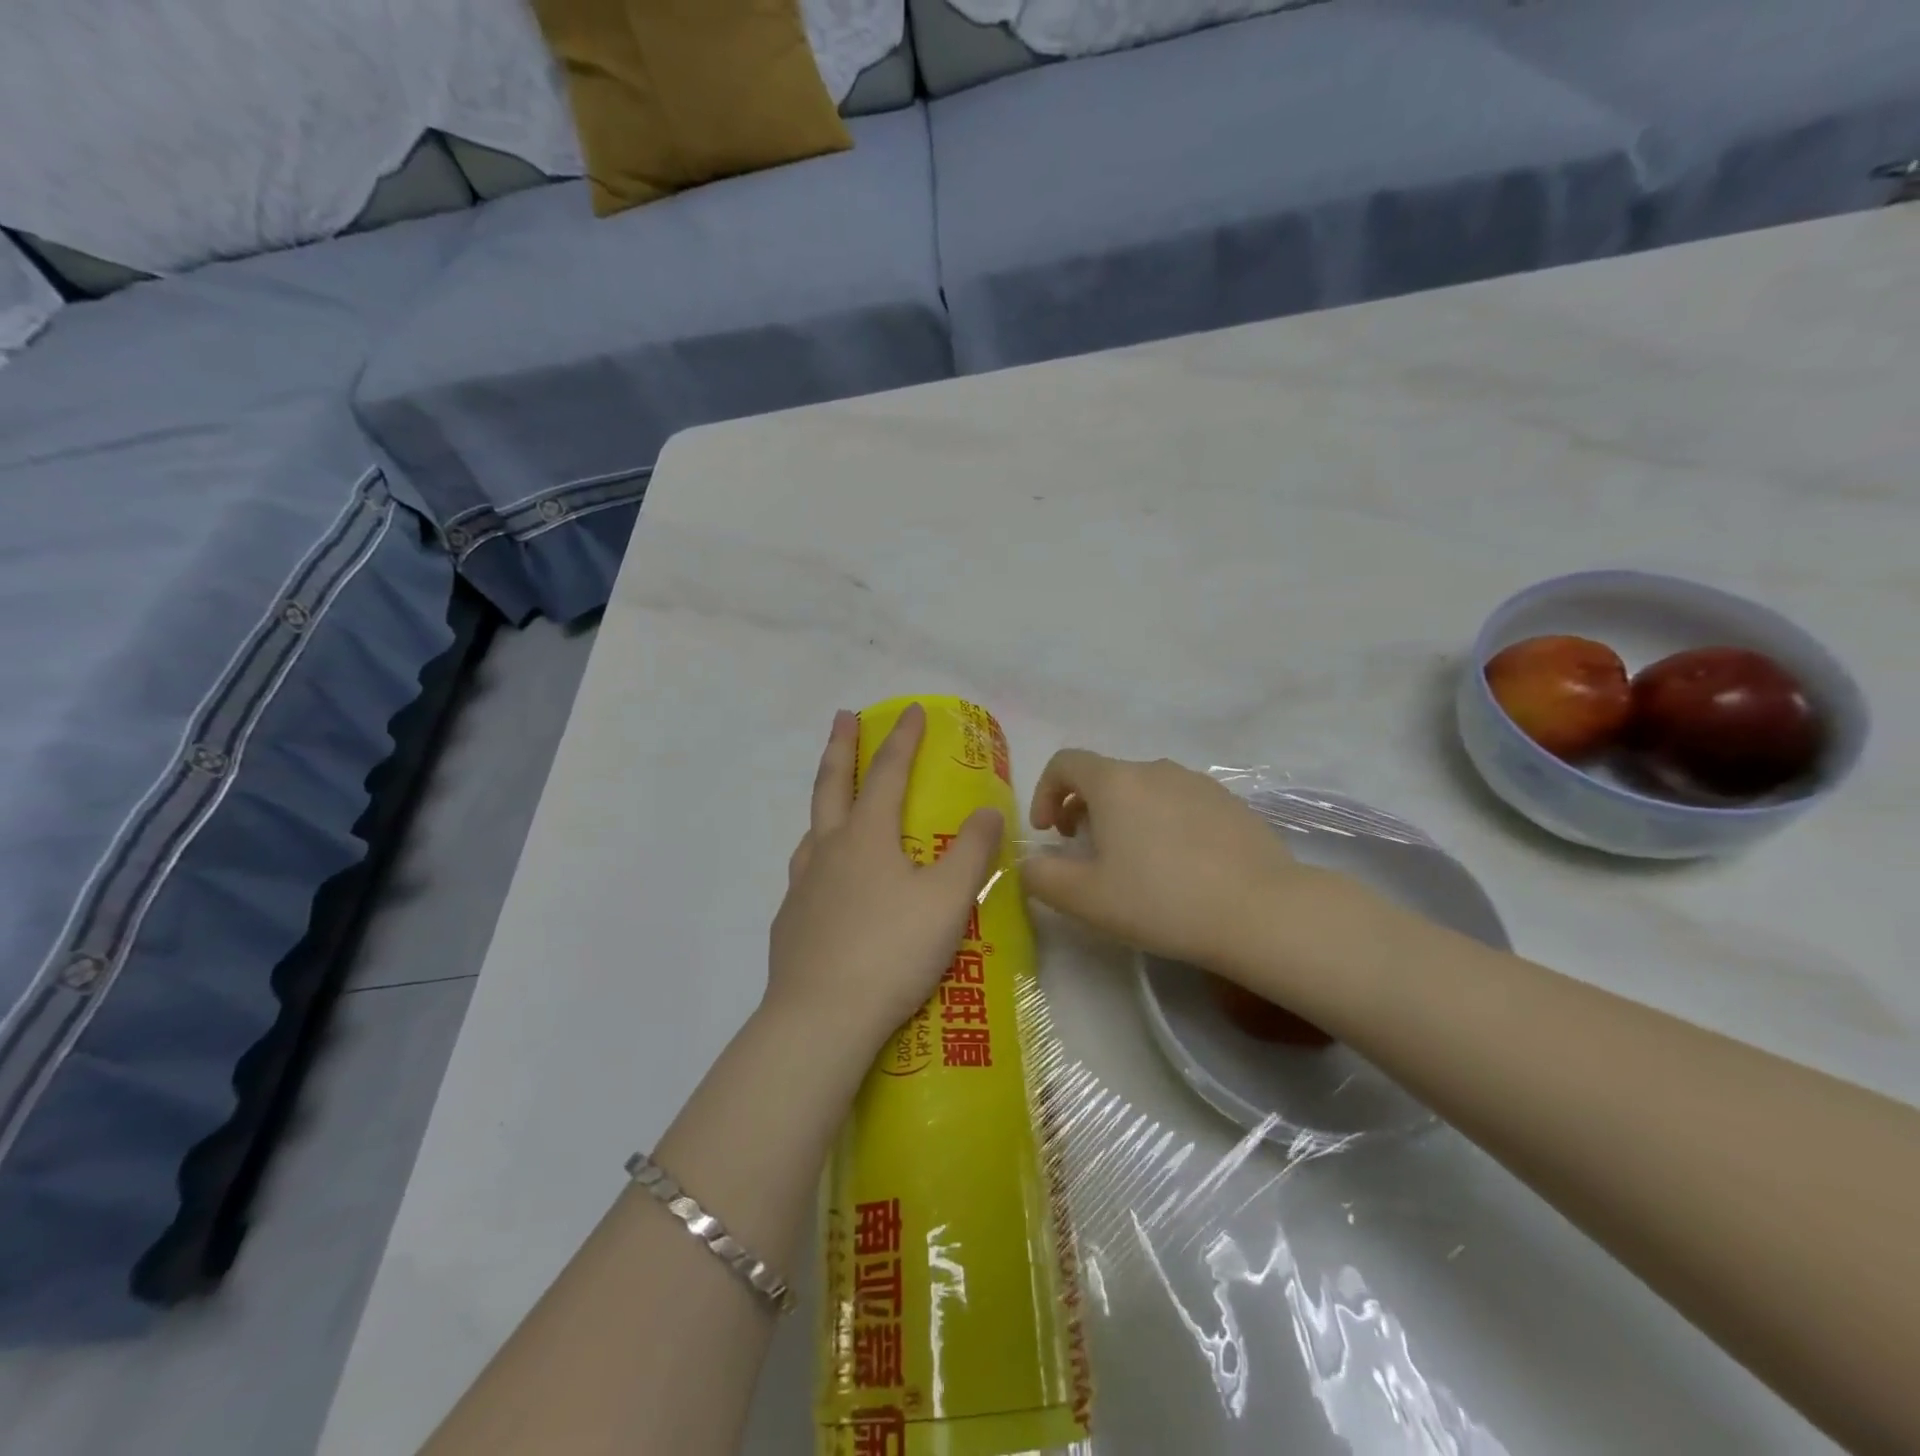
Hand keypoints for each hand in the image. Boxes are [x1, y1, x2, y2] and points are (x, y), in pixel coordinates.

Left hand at [768, 705, 1003, 1057]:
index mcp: (867, 837)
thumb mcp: (947, 900)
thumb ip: (970, 852)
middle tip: (842, 717)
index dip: (902, 740)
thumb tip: (987, 810)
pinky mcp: (791, 921)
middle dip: (841, 747)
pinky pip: (806, 872)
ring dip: (825, 801)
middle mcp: (829, 850)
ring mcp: (803, 885)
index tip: (909, 710)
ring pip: (812, 829)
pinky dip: (819, 855)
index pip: (887, 773)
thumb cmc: (891, 951)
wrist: (821, 1018)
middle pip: (832, 785)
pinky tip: (828, 880)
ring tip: (835, 800)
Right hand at [1023, 751, 1339, 986]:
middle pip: (1105, 776)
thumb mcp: (1086, 899)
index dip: (1046, 791)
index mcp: (1115, 782)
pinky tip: (1179, 866)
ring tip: (1133, 862)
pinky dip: (1164, 823)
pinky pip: (1181, 803)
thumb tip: (1030, 864)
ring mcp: (1198, 783)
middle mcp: (1155, 769)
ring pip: (1145, 789)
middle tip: (1085, 852)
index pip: (1065, 763)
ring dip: (1125, 816)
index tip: (1049, 832)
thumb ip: (1042, 877)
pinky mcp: (1231, 803)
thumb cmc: (1161, 900)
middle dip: (1084, 808)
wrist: (1261, 911)